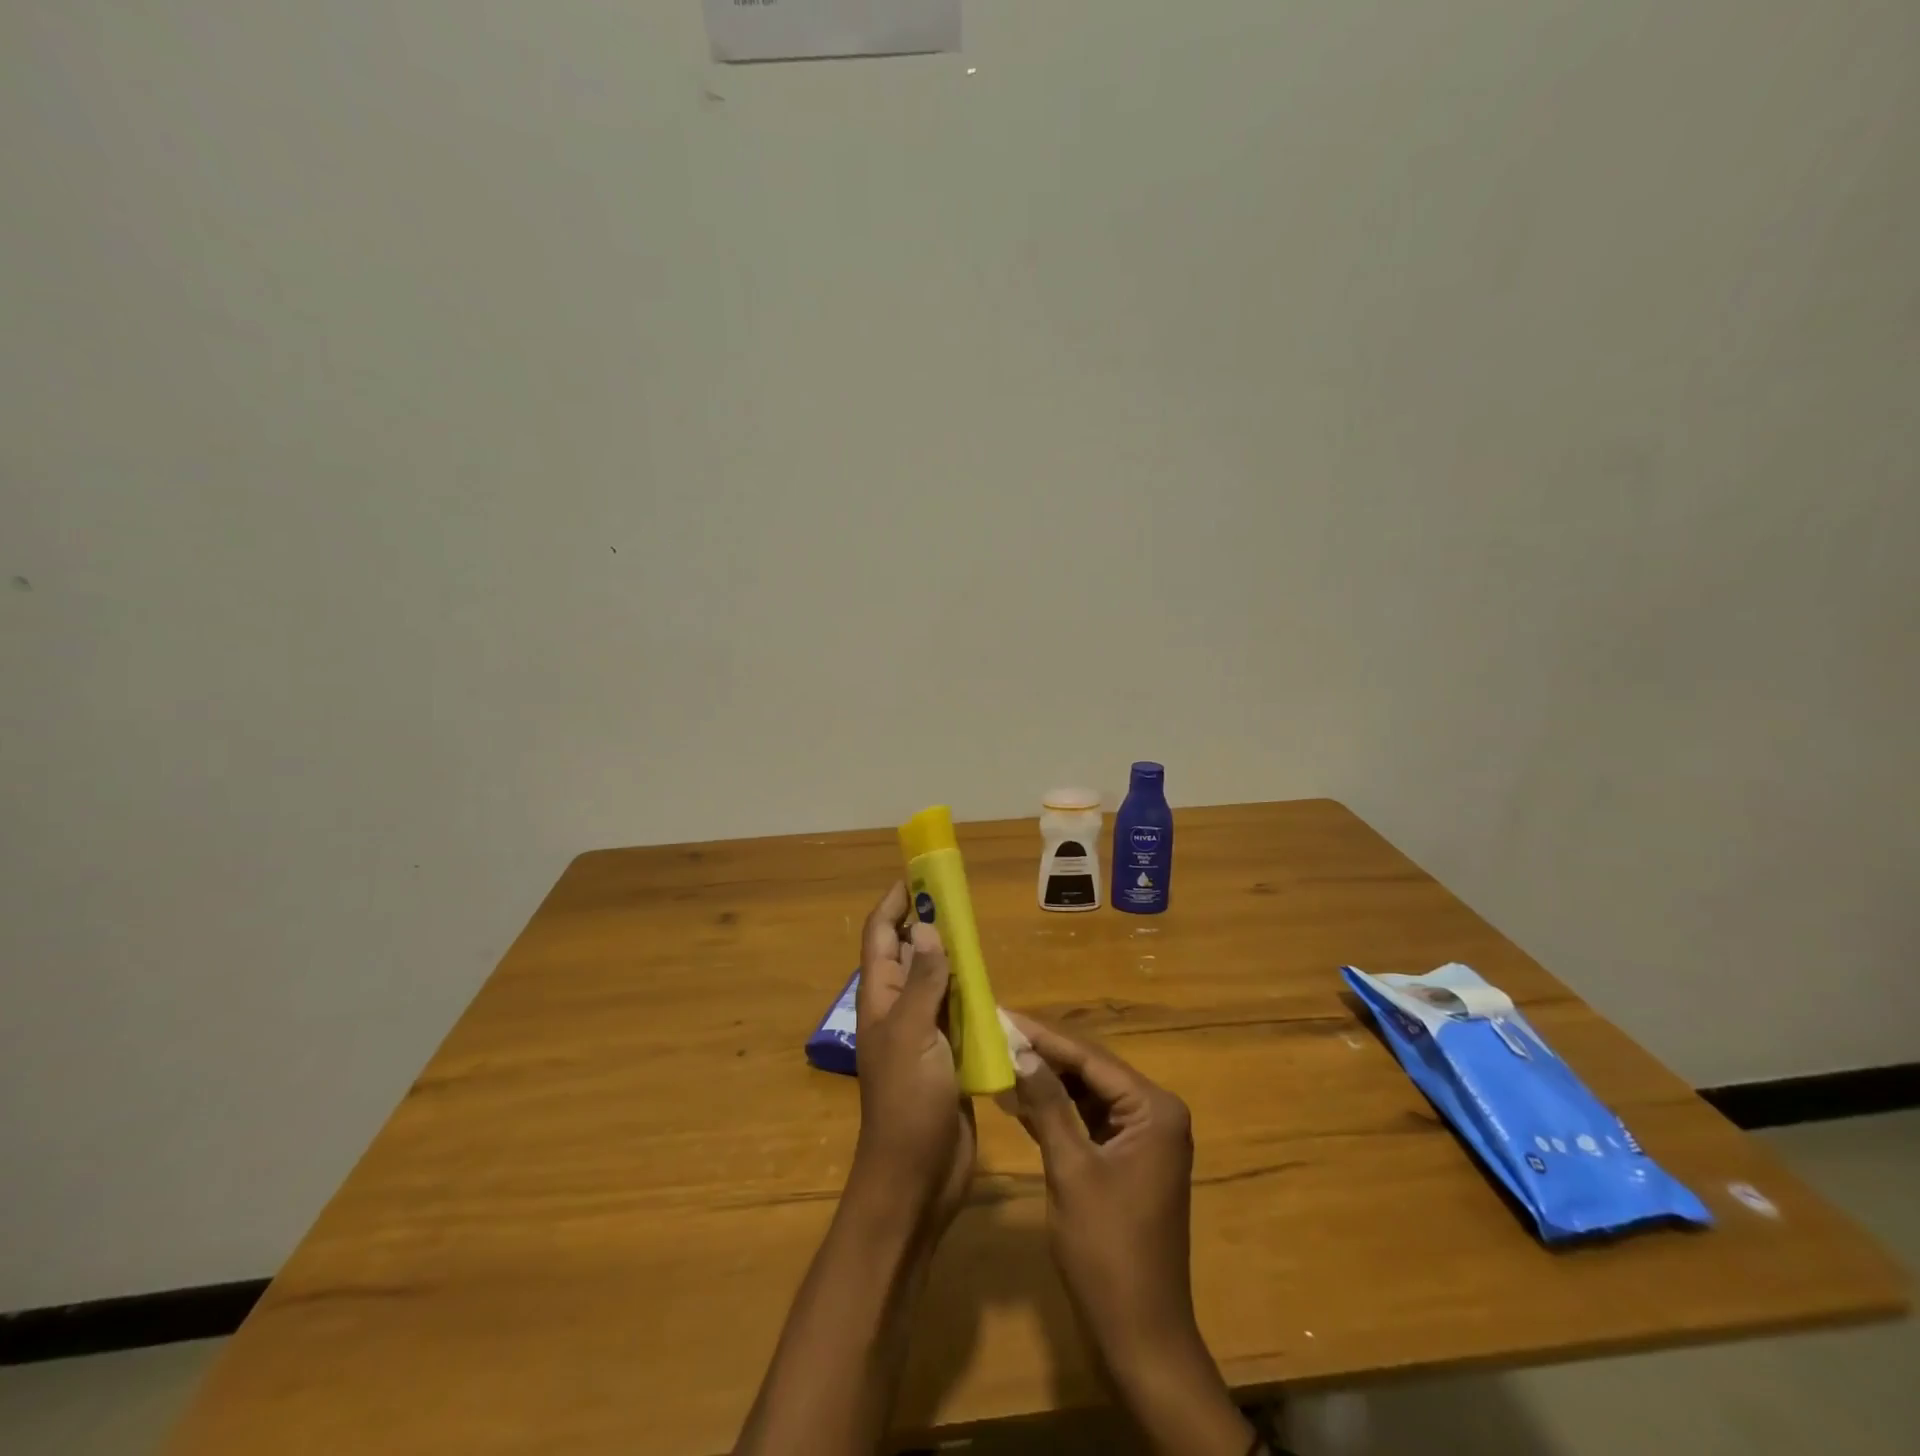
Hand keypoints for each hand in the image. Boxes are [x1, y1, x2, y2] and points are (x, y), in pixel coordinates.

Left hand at [849, 882, 975, 1233]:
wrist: (918, 1177)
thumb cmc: (907, 1103)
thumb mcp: (913, 1035)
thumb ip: (922, 981)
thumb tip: (926, 927)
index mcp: (880, 999)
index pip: (882, 936)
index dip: (895, 902)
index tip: (919, 873)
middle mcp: (899, 1009)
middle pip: (910, 953)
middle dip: (928, 922)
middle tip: (958, 897)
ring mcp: (924, 1034)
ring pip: (938, 981)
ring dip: (953, 956)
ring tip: (977, 931)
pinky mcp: (949, 1055)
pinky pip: (960, 1013)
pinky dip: (973, 993)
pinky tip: (992, 983)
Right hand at [1006, 1012, 1200, 1374]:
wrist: (1140, 1337)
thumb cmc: (1107, 1251)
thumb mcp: (1071, 1170)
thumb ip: (1048, 1104)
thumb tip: (1021, 1050)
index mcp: (1153, 1109)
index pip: (1090, 1058)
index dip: (1043, 1036)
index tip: (1002, 1014)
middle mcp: (1154, 1113)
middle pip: (1090, 1071)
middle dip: (1043, 1055)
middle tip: (995, 1032)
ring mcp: (1142, 1138)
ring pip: (1086, 1094)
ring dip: (1047, 1082)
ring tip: (999, 1056)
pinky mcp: (1127, 1160)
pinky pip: (1088, 1121)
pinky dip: (1056, 1112)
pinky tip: (1018, 1098)